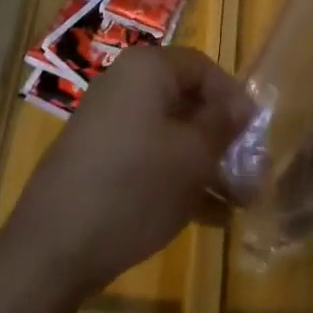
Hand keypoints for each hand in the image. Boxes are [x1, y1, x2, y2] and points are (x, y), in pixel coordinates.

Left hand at [1, 46, 251, 299]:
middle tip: (253, 175)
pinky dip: (177, 176)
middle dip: (223, 138)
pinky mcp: (98, 157)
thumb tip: (243, 106)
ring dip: (206, 163)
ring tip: (238, 203)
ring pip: (170, 133)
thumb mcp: (192, 157)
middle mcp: (125, 84)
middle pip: (186, 100)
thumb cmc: (134, 186)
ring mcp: (108, 121)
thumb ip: (222, 126)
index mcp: (147, 69)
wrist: (54, 245)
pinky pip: (149, 155)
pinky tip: (208, 217)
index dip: (235, 98)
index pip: (203, 67)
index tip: (258, 135)